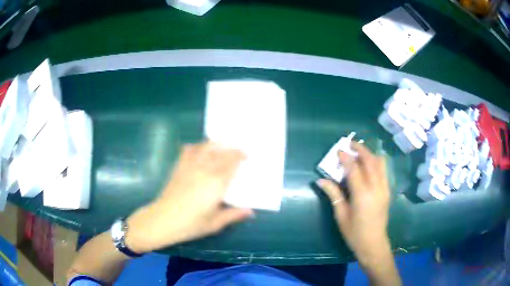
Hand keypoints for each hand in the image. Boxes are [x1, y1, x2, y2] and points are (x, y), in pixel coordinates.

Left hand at [126, 142, 253, 252]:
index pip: (231, 163)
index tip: (247, 156)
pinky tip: (200, 148)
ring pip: (205, 148)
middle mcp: (204, 170)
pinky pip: (189, 150)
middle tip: (238, 151)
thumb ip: (234, 215)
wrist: (164, 220)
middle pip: (220, 152)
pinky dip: (196, 146)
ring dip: (216, 144)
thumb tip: (251, 211)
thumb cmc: (191, 224)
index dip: (240, 156)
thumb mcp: (216, 223)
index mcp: (216, 183)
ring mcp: (190, 166)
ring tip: (222, 146)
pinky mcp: (179, 167)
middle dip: (231, 149)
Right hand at [318, 142, 390, 266]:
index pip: (354, 169)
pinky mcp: (387, 191)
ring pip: (380, 163)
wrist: (374, 243)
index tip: (339, 150)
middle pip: (371, 161)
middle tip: (350, 144)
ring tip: (359, 152)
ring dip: (370, 154)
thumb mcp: (341, 215)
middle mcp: (376, 188)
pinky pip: (383, 170)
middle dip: (361, 149)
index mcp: (363, 195)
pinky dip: (376, 162)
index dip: (346, 158)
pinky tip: (367, 165)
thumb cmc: (354, 233)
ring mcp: (385, 188)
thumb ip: (334, 194)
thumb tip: (321, 181)